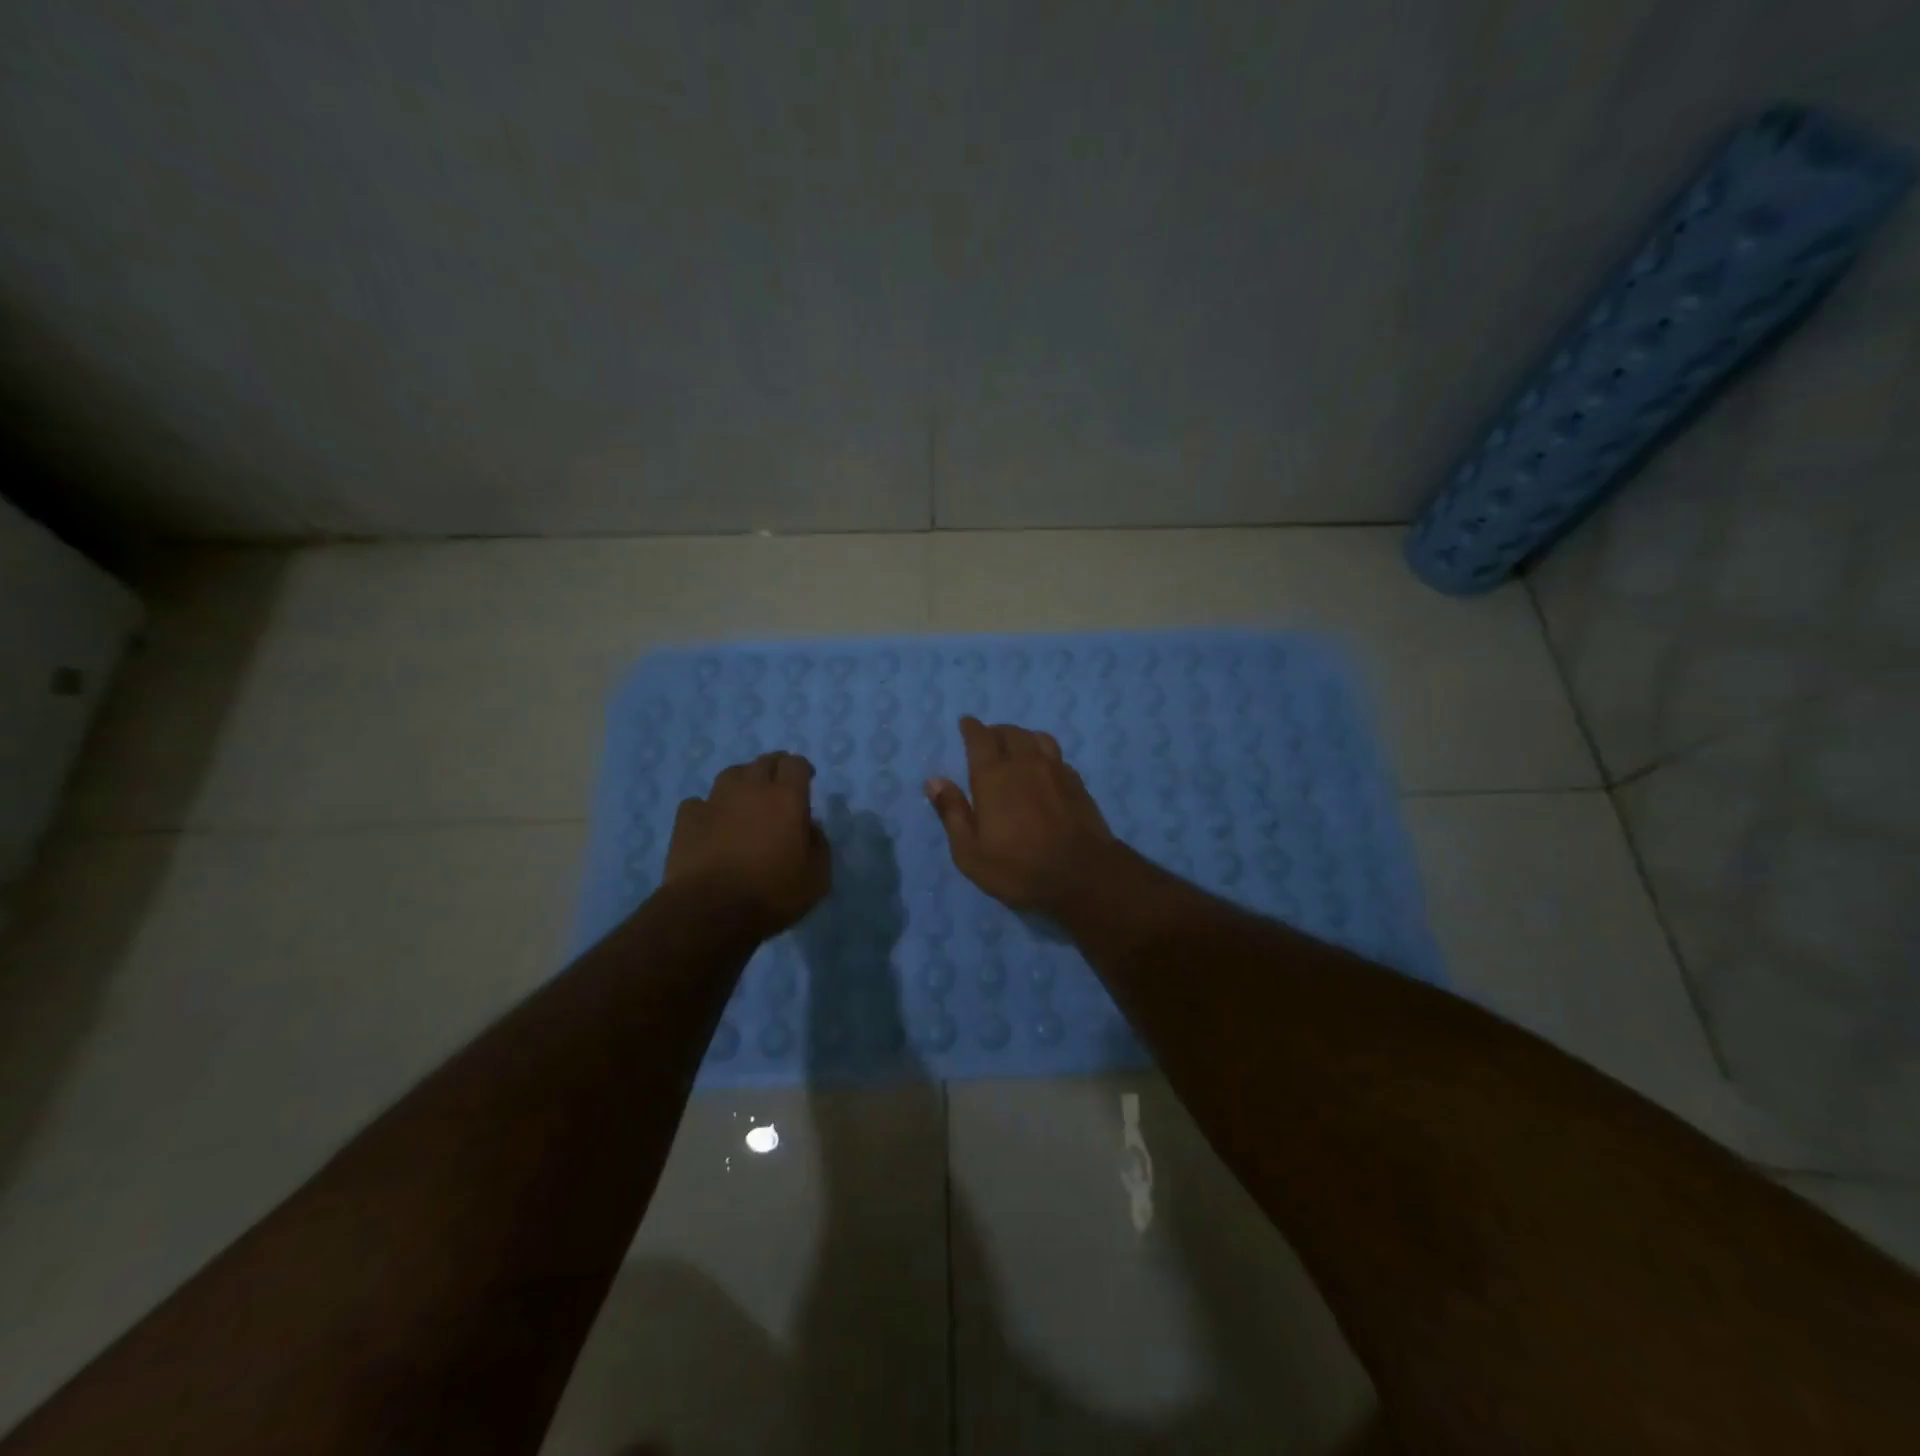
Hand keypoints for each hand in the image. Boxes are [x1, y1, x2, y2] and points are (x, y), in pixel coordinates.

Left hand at [666, 752, 830, 935]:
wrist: (710, 911)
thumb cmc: (772, 894)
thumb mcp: (817, 877)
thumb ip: (819, 845)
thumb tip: (810, 827)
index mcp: (787, 798)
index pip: (796, 764)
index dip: (802, 768)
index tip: (806, 780)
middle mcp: (751, 789)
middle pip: (764, 762)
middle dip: (775, 769)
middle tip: (779, 788)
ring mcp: (715, 800)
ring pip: (731, 774)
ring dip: (743, 782)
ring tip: (745, 801)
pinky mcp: (687, 818)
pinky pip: (700, 802)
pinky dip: (709, 808)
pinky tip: (711, 824)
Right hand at [924, 717, 1118, 912]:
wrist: (1083, 876)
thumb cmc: (1018, 868)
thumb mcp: (971, 852)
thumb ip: (952, 812)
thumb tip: (934, 781)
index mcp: (994, 776)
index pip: (980, 738)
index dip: (971, 728)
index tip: (966, 723)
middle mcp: (1025, 763)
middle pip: (1010, 733)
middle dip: (996, 732)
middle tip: (988, 739)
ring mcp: (1056, 770)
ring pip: (1037, 738)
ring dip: (1022, 738)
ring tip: (1017, 748)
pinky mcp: (1077, 783)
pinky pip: (1057, 756)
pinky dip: (1044, 755)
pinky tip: (1043, 769)